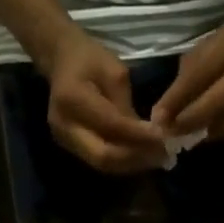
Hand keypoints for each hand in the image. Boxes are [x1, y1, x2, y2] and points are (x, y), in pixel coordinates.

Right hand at [44, 28, 167, 173]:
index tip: (163, 138)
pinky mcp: (70, 148)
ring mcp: (65, 141)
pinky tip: (140, 157)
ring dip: (131, 164)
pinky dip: (122, 162)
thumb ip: (126, 106)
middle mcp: (64, 126)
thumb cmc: (89, 58)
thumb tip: (145, 136)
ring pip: (102, 164)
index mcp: (72, 98)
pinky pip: (99, 161)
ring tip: (155, 158)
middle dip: (135, 158)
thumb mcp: (114, 71)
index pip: (111, 125)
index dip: (138, 136)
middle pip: (103, 156)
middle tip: (161, 155)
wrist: (60, 62)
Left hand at [150, 19, 223, 141]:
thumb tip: (163, 112)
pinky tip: (201, 134)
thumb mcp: (208, 46)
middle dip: (188, 121)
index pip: (201, 73)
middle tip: (167, 133)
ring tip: (180, 137)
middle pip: (215, 103)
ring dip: (199, 133)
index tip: (156, 117)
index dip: (177, 98)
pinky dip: (214, 135)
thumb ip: (187, 76)